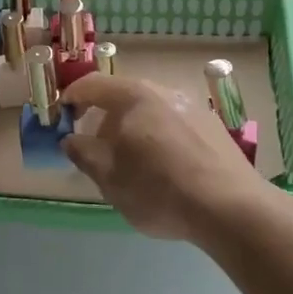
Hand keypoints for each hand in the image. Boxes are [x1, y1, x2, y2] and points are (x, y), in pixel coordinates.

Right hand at [61, 75, 271, 240]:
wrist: (230, 208)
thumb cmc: (158, 189)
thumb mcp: (109, 178)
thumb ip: (84, 153)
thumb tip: (70, 139)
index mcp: (135, 96)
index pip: (94, 85)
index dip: (73, 96)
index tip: (62, 113)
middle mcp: (165, 92)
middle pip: (125, 97)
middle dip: (105, 119)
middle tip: (96, 148)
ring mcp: (194, 108)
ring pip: (152, 112)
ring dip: (134, 129)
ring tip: (131, 162)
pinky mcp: (214, 129)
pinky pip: (174, 125)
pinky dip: (159, 138)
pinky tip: (163, 169)